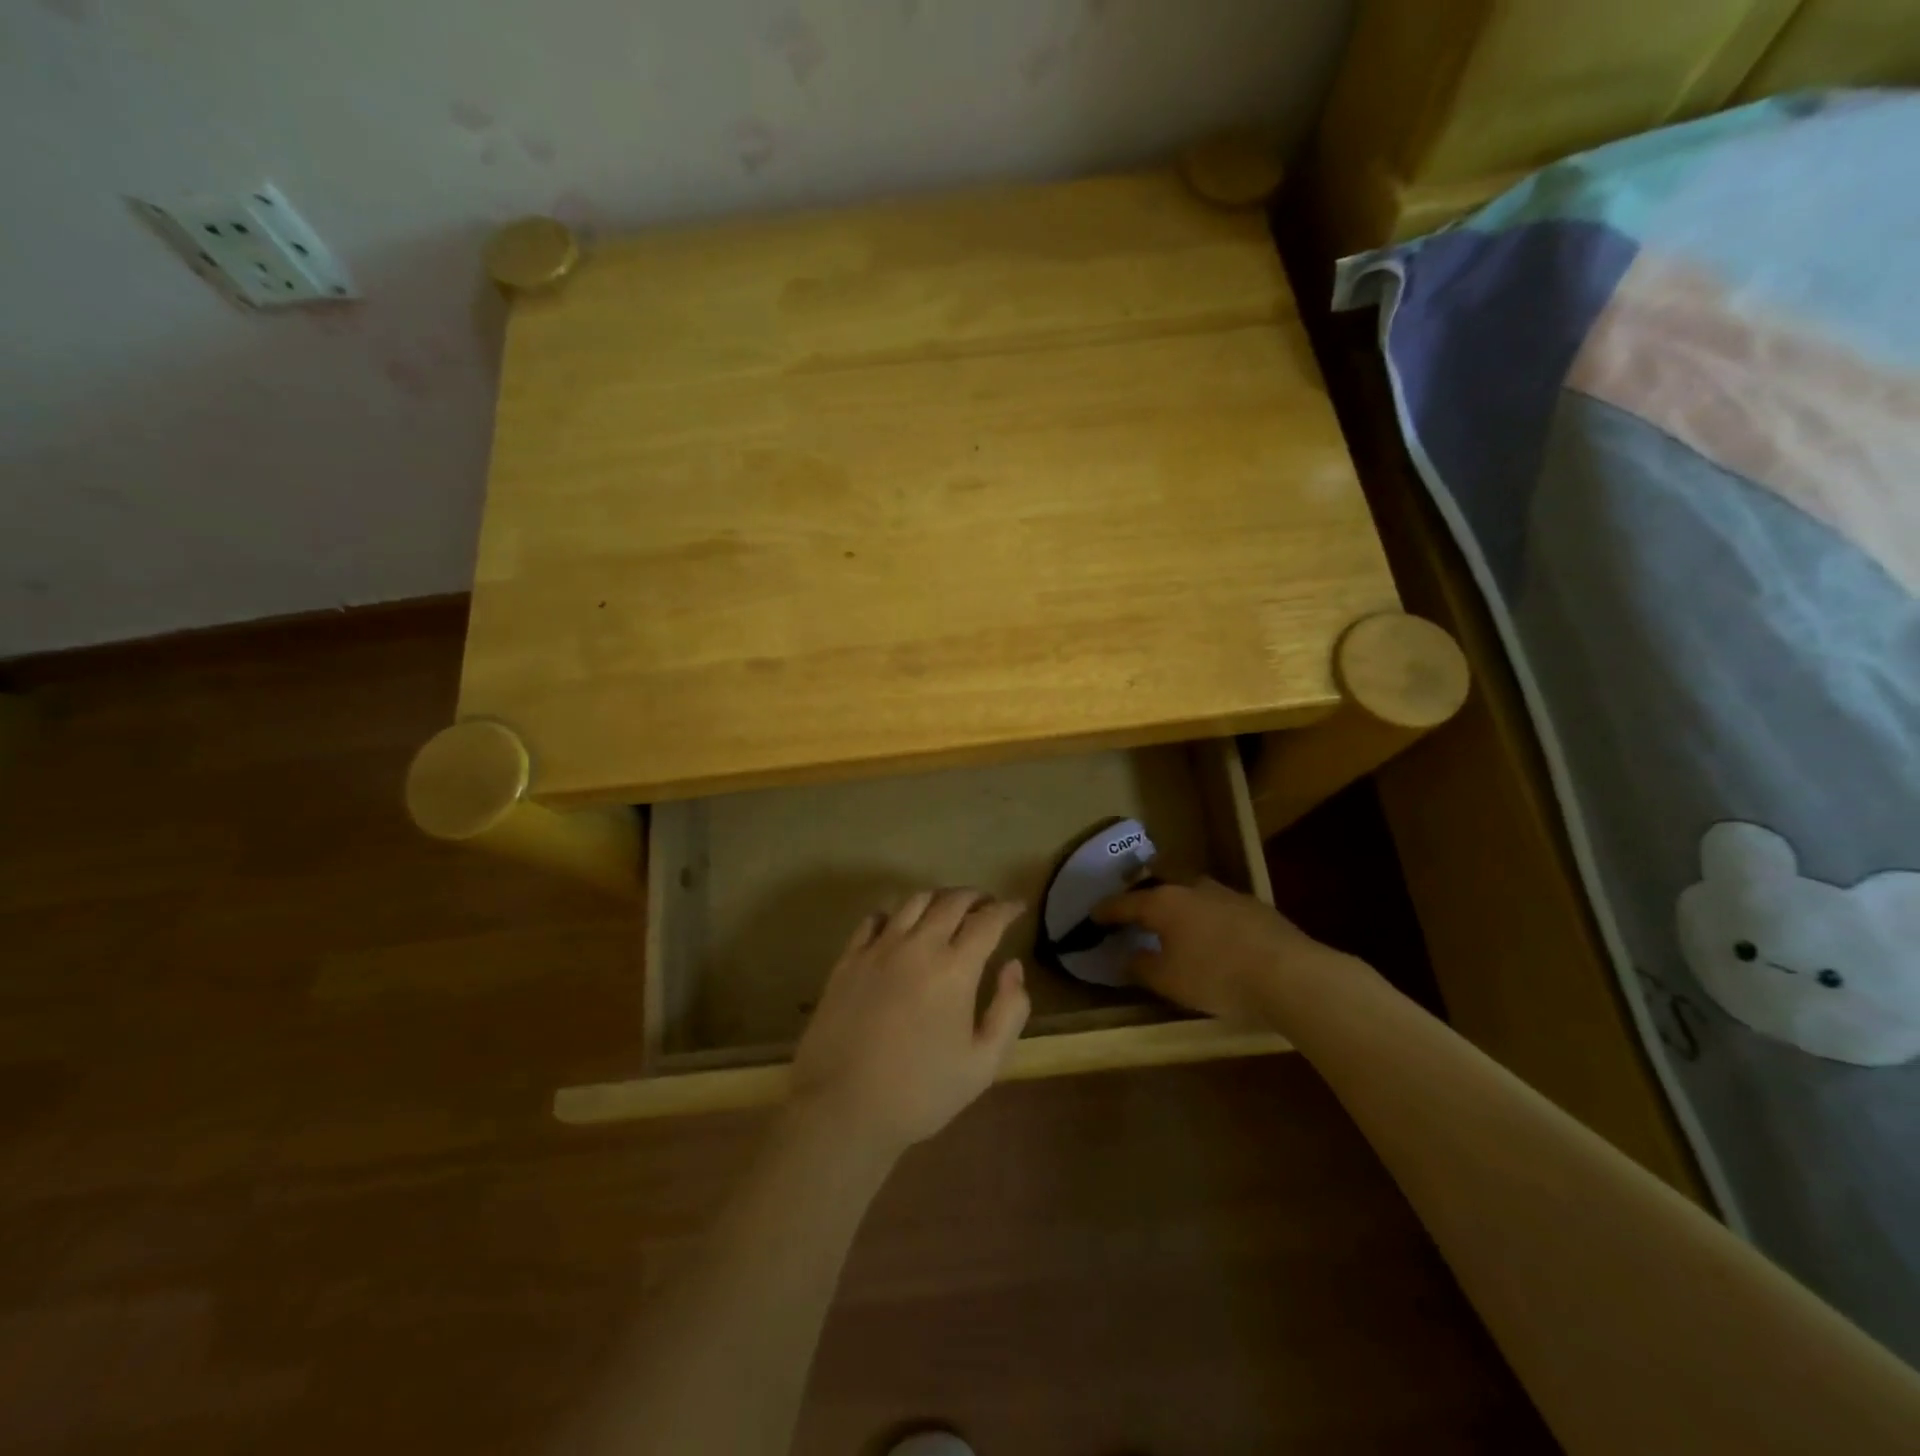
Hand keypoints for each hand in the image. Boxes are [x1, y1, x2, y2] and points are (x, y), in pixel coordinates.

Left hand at [791, 889, 1030, 1158]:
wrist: (843, 1108)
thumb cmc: (921, 1092)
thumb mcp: (983, 1064)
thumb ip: (1009, 1010)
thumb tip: (1013, 966)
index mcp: (954, 969)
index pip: (987, 921)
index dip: (1006, 909)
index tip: (1017, 907)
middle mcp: (917, 946)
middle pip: (951, 901)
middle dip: (975, 897)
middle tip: (986, 905)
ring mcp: (878, 949)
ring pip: (913, 902)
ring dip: (938, 899)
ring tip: (948, 910)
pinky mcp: (848, 959)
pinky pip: (874, 919)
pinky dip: (895, 914)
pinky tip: (899, 926)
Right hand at [1093, 878, 1358, 1024]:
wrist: (1290, 975)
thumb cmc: (1217, 977)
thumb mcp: (1168, 981)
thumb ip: (1141, 967)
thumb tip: (1126, 957)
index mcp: (1163, 902)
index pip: (1124, 902)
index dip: (1106, 910)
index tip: (1093, 914)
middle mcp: (1192, 888)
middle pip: (1160, 880)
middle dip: (1144, 889)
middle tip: (1134, 900)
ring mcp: (1227, 893)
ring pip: (1193, 889)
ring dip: (1179, 899)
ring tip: (1174, 915)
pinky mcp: (1256, 907)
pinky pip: (1219, 904)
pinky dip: (1207, 914)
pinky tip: (1213, 930)